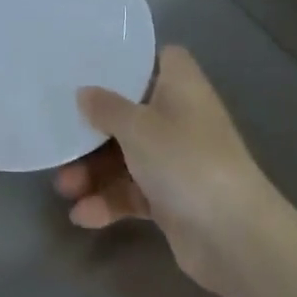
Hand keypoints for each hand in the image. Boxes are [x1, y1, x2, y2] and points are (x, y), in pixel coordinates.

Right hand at [54, 45, 276, 296]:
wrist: (234, 237)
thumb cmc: (185, 160)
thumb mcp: (137, 127)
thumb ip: (106, 107)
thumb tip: (83, 92)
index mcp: (181, 86)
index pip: (159, 58)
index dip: (130, 60)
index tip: (94, 64)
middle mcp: (180, 117)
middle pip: (131, 111)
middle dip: (94, 128)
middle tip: (61, 135)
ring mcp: (177, 160)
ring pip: (128, 155)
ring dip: (95, 170)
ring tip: (63, 188)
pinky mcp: (172, 199)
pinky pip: (133, 192)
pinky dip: (110, 201)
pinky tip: (82, 215)